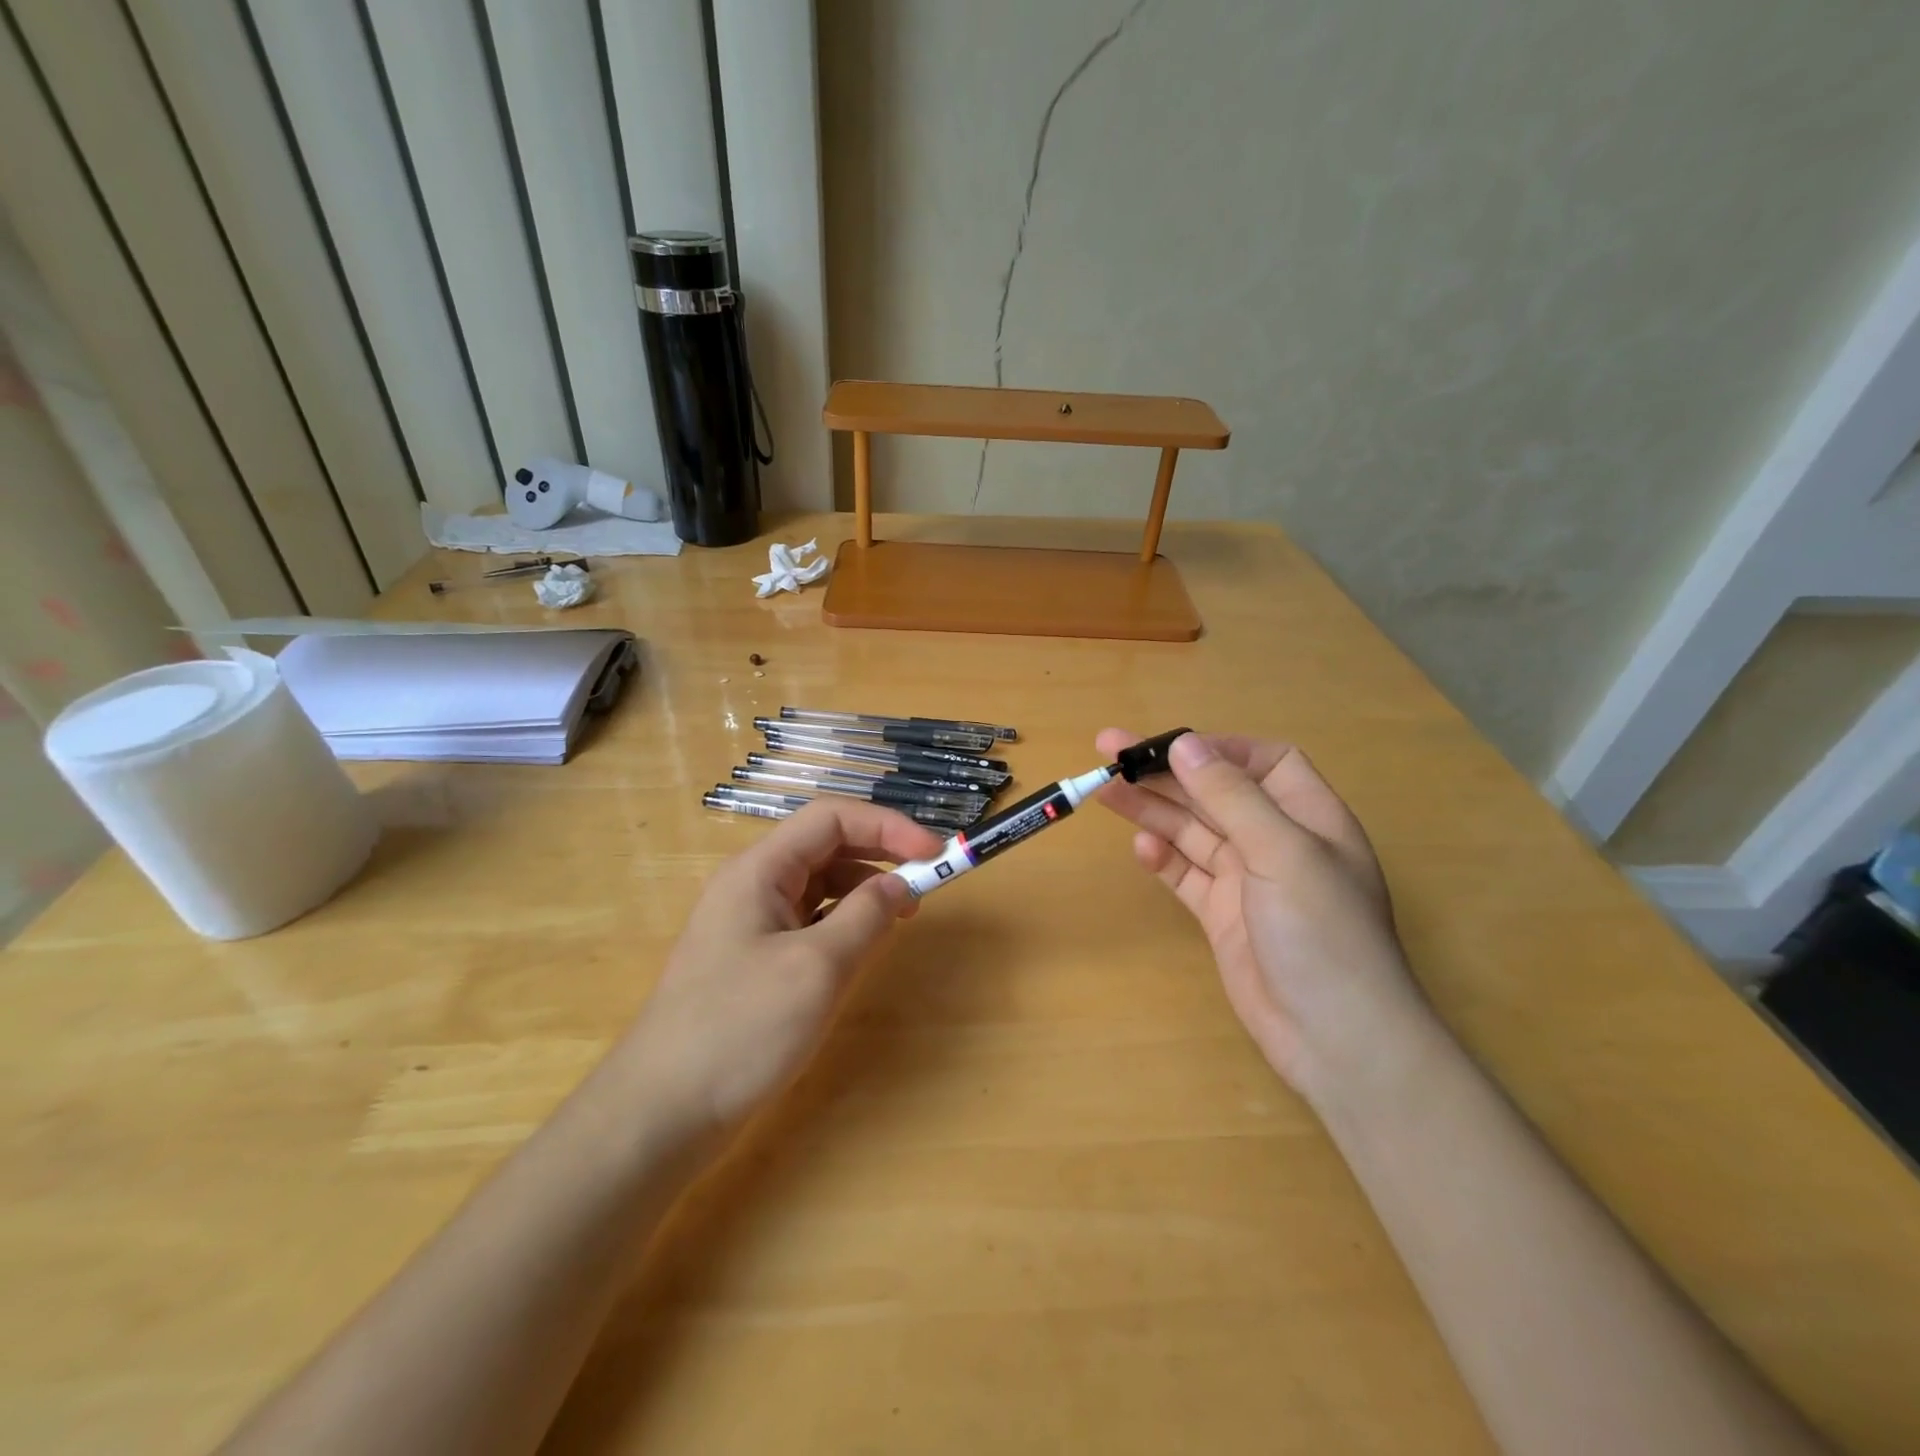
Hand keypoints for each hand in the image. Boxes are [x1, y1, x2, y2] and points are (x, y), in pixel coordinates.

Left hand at [622, 800, 943, 1139]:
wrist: (662, 1112)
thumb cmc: (741, 1029)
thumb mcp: (816, 968)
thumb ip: (866, 915)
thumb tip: (898, 883)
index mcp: (760, 870)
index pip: (831, 818)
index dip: (887, 825)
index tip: (934, 852)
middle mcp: (753, 885)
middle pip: (825, 846)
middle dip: (879, 854)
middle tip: (926, 881)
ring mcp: (750, 924)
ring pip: (819, 885)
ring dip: (864, 889)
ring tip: (902, 916)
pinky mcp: (754, 960)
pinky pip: (808, 922)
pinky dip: (844, 923)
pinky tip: (861, 946)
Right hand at [1095, 729, 1429, 1100]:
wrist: (1334, 1039)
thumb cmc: (1322, 933)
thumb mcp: (1282, 853)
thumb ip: (1231, 797)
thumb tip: (1186, 743)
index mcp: (1308, 816)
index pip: (1263, 762)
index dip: (1218, 749)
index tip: (1170, 745)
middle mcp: (1276, 841)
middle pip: (1215, 793)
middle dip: (1166, 773)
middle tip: (1108, 751)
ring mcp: (1247, 880)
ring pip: (1192, 831)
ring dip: (1152, 809)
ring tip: (1103, 789)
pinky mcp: (1222, 915)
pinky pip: (1186, 875)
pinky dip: (1163, 859)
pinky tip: (1140, 849)